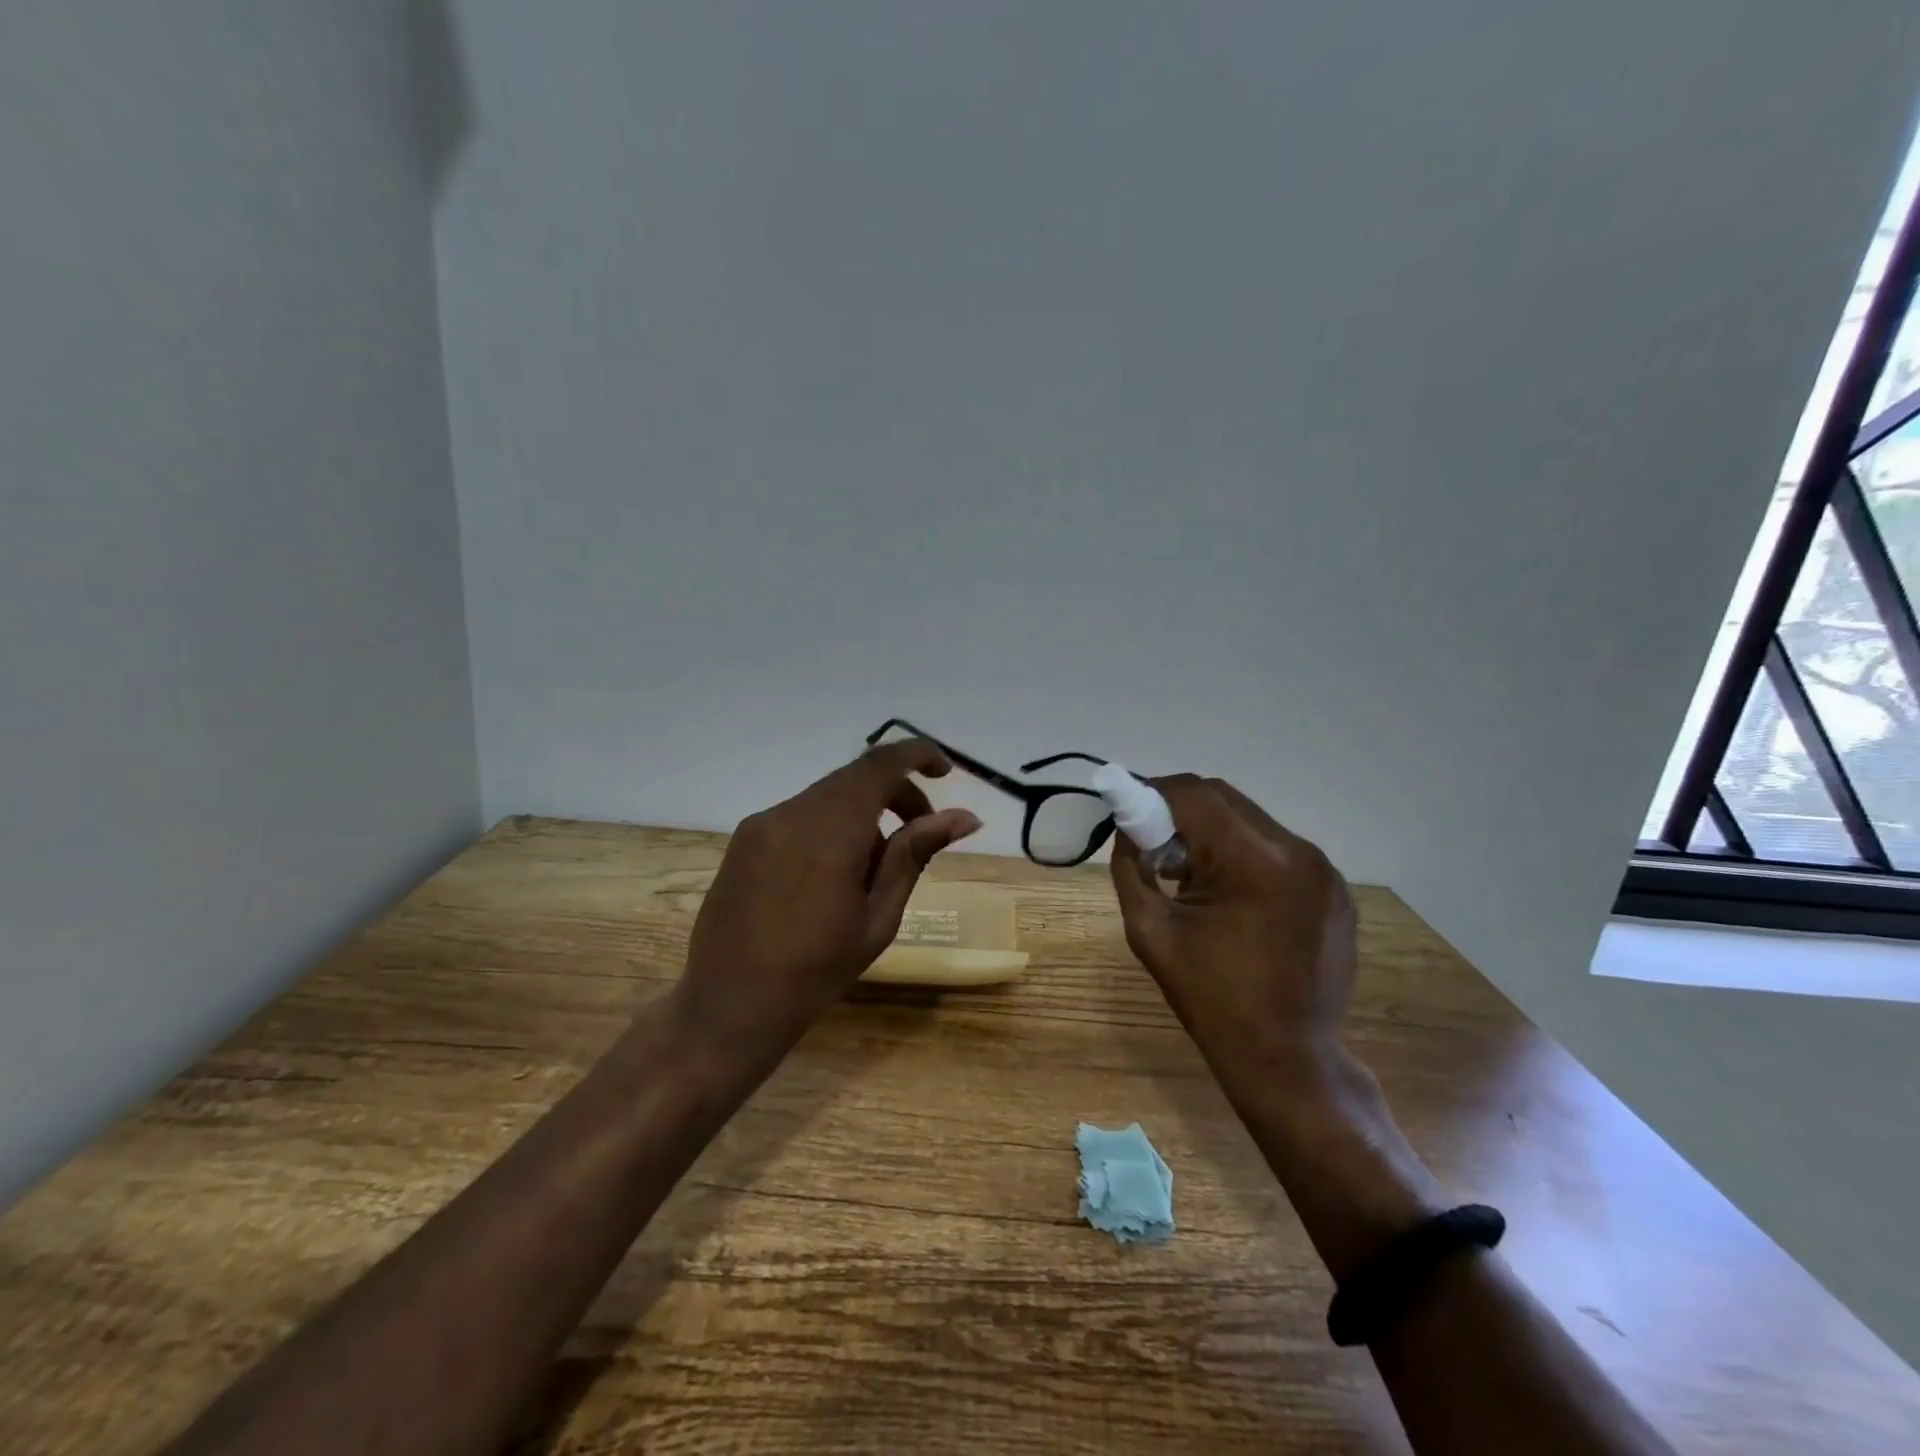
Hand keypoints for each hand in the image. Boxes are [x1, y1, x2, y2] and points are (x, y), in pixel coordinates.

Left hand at [675, 739, 981, 1055]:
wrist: (728, 1004)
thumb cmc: (815, 972)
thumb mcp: (878, 918)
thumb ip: (915, 855)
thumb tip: (964, 816)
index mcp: (830, 833)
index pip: (880, 765)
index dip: (918, 755)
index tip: (945, 772)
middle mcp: (792, 813)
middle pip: (855, 777)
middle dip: (896, 791)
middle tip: (921, 829)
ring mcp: (762, 823)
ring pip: (828, 795)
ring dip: (864, 810)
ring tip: (876, 865)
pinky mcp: (745, 838)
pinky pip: (801, 813)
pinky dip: (832, 823)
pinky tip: (835, 870)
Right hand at [1110, 775, 1357, 1075]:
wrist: (1286, 1058)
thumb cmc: (1209, 997)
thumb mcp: (1150, 929)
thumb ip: (1131, 866)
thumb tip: (1127, 826)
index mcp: (1255, 862)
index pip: (1195, 795)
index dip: (1154, 793)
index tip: (1128, 811)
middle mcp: (1299, 852)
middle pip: (1225, 800)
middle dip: (1181, 811)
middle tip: (1154, 844)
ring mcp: (1326, 871)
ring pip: (1252, 821)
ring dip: (1213, 833)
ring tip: (1191, 875)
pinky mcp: (1335, 890)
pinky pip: (1278, 849)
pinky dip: (1244, 855)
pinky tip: (1231, 895)